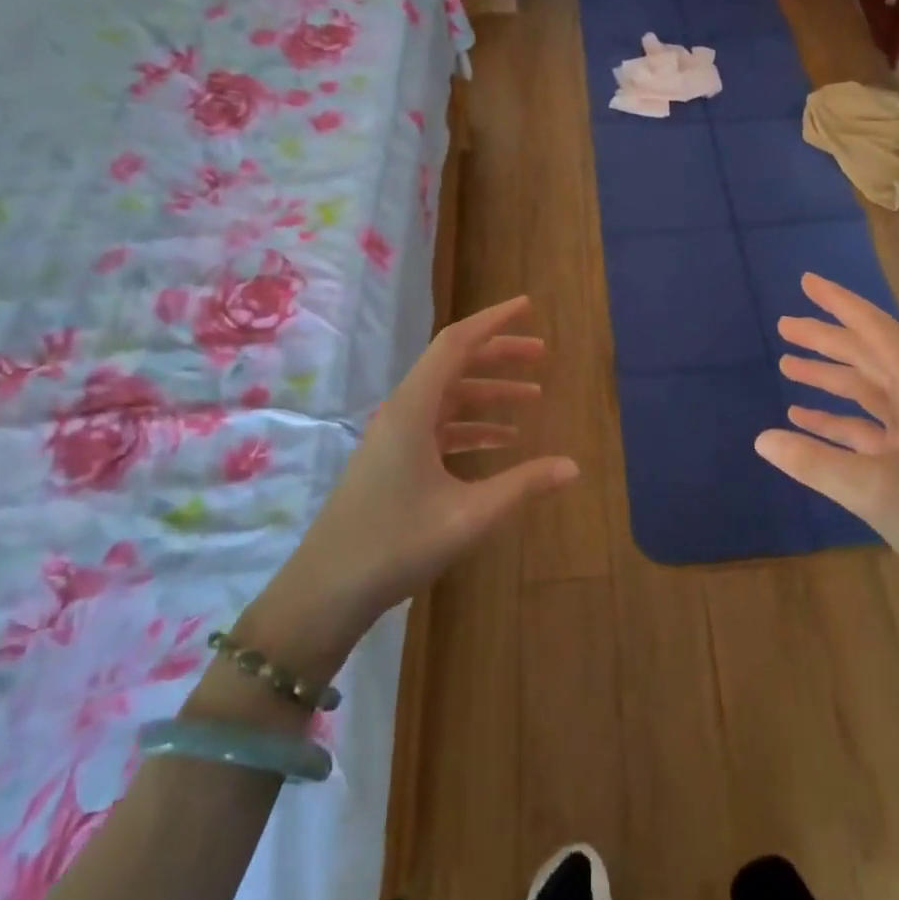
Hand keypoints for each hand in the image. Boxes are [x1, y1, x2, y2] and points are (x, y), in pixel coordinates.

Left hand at [240, 296, 577, 669]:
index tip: (528, 307)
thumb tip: (573, 466)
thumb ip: (523, 486)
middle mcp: (402, 411)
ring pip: (448, 397)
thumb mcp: (469, 516)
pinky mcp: (393, 459)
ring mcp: (394, 436)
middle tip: (542, 354)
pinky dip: (472, 426)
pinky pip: (439, 426)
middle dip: (500, 356)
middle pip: (455, 365)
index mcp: (413, 409)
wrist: (325, 592)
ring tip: (533, 400)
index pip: (456, 343)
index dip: (493, 321)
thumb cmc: (395, 546)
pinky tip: (501, 442)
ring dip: (489, 394)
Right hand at [755, 273, 898, 583]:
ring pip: (866, 389)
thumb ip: (815, 462)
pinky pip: (867, 425)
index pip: (875, 330)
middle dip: (826, 339)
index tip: (807, 282)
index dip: (840, 304)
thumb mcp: (874, 489)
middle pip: (868, 355)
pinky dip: (836, 418)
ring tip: (787, 364)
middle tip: (784, 326)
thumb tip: (762, 439)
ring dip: (828, 376)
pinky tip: (803, 419)